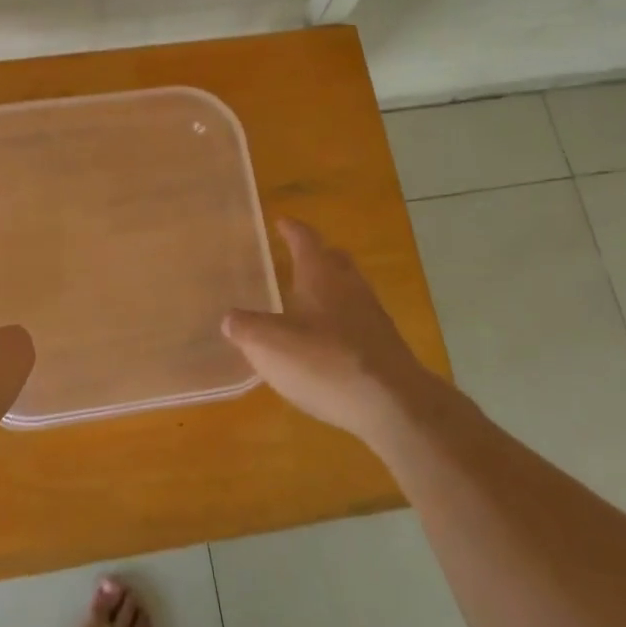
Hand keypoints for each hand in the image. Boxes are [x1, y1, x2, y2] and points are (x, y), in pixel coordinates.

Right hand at [222, 218, 446, 443]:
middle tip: (296, 258)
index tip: (281, 221)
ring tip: (307, 303)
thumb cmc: (325, 362)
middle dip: (316, 256)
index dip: (291, 229)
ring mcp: (373, 318)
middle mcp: (350, 288)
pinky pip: (358, 323)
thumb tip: (231, 318)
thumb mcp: (269, 344)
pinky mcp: (385, 349)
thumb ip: (246, 328)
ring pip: (349, 291)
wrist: (394, 406)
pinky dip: (340, 324)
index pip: (305, 239)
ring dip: (330, 291)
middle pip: (334, 260)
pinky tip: (326, 344)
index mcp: (321, 276)